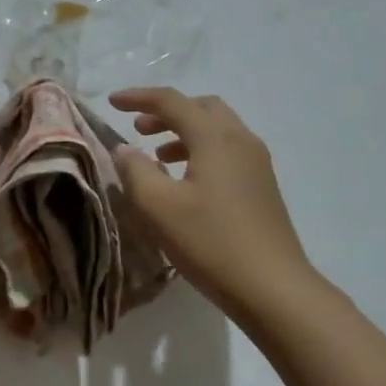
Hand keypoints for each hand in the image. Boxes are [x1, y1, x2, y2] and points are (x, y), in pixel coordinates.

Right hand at [108, 88, 314, 319]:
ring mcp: (257, 163)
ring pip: (217, 129)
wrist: (273, 288)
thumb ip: (136, 171)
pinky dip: (201, 150)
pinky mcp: (263, 185)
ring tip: (157, 155)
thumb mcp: (159, 208)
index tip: (112, 102)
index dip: (139, 97)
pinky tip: (186, 180)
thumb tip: (125, 148)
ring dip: (184, 132)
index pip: (172, 101)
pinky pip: (228, 150)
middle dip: (167, 112)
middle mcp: (241, 140)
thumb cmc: (211, 243)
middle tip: (138, 128)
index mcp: (215, 137)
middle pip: (201, 107)